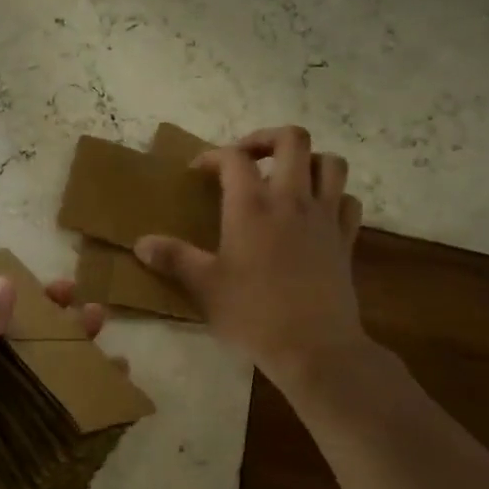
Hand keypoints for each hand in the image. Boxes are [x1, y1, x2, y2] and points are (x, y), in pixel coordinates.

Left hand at [0, 234, 108, 488]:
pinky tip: (116, 373)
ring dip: (69, 338)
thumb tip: (3, 284)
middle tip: (65, 287)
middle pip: (4, 327)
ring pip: (40, 361)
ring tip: (98, 319)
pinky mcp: (29, 438)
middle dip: (35, 302)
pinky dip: (90, 387)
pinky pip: (63, 404)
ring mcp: (2, 409)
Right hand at [135, 125, 365, 382]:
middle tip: (248, 158)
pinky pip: (348, 201)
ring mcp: (325, 217)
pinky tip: (317, 212)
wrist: (316, 348)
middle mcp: (292, 199)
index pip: (234, 158)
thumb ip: (174, 258)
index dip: (213, 156)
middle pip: (292, 140)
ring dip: (308, 161)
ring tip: (287, 178)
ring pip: (330, 163)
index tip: (198, 171)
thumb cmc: (254, 314)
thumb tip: (140, 244)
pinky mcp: (346, 239)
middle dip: (267, 139)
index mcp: (252, 206)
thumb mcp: (205, 287)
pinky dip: (334, 197)